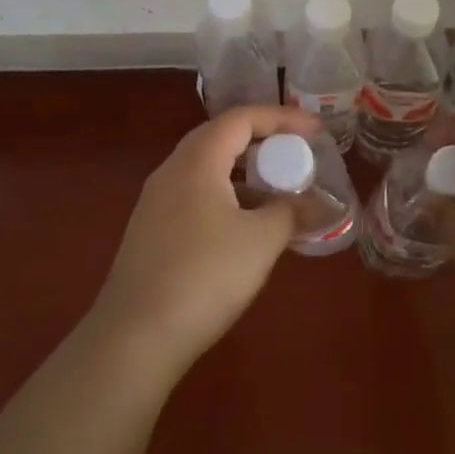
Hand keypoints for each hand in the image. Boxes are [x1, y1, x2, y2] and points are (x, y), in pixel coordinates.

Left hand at [87, 105, 319, 377]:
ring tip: (278, 191)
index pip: (242, 118)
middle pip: (222, 137)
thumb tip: (319, 203)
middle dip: (263, 140)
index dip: (282, 117)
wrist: (135, 336)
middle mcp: (172, 170)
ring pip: (208, 168)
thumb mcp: (261, 241)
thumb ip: (293, 212)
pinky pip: (196, 194)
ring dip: (245, 172)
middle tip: (297, 154)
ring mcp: (157, 201)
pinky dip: (227, 196)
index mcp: (197, 160)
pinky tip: (246, 226)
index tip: (316, 131)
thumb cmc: (204, 276)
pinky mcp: (151, 230)